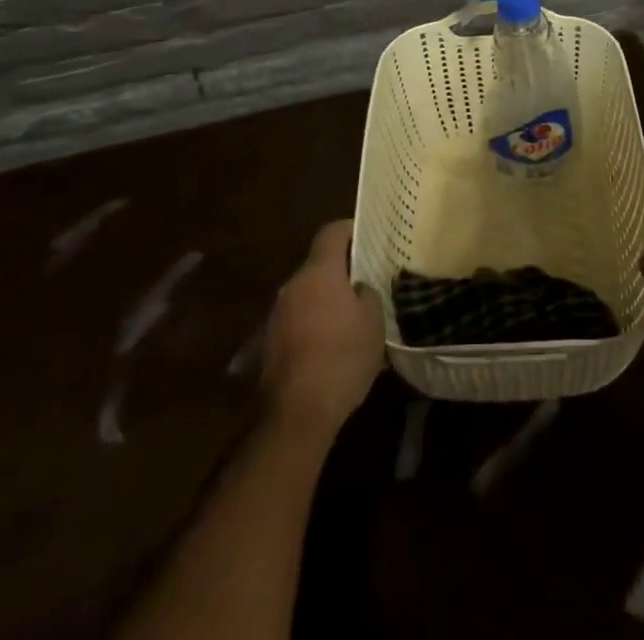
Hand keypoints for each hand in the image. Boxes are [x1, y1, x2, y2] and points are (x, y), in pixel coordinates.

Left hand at [260, 220, 384, 433]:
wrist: (297, 414)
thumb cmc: (342, 357)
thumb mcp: (374, 321)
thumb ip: (368, 294)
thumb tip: (359, 289)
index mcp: (319, 272)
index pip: (332, 232)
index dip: (351, 230)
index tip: (369, 237)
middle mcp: (293, 285)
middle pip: (319, 264)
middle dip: (341, 271)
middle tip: (366, 282)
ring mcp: (277, 314)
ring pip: (307, 293)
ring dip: (327, 299)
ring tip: (351, 318)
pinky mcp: (270, 343)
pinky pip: (298, 320)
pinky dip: (314, 324)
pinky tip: (332, 346)